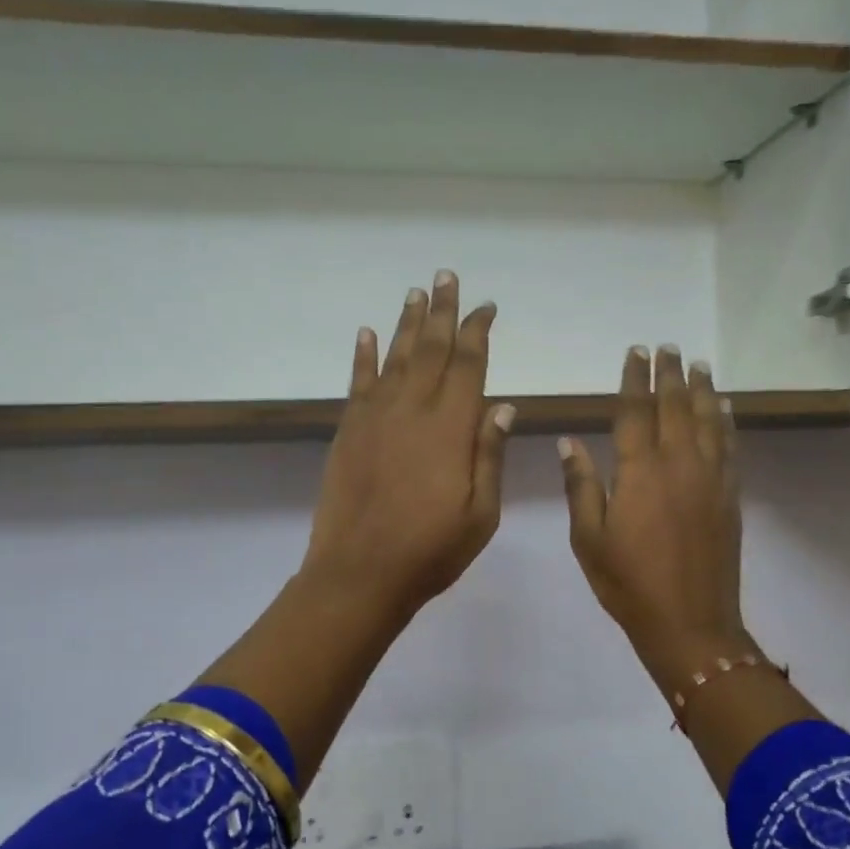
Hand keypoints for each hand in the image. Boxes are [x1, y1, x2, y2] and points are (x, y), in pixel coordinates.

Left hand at [301, 271, 513, 624]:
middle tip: (447, 276)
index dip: (478, 331)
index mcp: (451, 428)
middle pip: (432, 349)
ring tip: (416, 293)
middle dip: (443, 311)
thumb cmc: (431, 550)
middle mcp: (412, 410)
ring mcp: (375, 417)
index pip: (469, 365)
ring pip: (396, 357)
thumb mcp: (481, 513)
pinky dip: (363, 355)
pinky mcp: (348, 431)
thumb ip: (488, 455)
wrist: (360, 572)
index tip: (486, 307)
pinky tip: (366, 333)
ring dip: (407, 323)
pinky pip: (358, 382)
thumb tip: (501, 405)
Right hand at [559, 345, 744, 683]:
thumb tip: (570, 442)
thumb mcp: (589, 539)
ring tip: (698, 364)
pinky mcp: (729, 496)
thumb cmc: (628, 584)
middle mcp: (679, 464)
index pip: (636, 412)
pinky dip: (727, 422)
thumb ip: (581, 486)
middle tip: (668, 346)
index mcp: (639, 472)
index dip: (635, 379)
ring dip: (701, 389)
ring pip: (708, 421)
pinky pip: (730, 447)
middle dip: (669, 374)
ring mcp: (710, 479)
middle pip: (675, 407)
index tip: (637, 352)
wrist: (690, 622)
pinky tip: (725, 407)